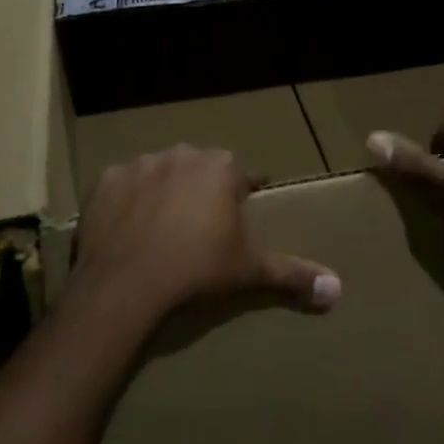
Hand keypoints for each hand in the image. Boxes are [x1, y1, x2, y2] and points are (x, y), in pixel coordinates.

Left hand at [71, 145, 341, 322]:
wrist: (125, 285)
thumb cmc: (196, 271)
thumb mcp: (249, 271)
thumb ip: (293, 274)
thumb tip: (337, 289)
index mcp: (221, 168)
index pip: (245, 175)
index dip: (245, 195)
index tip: (242, 215)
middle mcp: (183, 154)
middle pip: (202, 169)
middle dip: (204, 191)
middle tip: (202, 228)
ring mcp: (141, 163)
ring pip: (162, 172)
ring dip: (165, 191)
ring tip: (163, 228)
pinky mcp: (106, 180)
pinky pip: (124, 185)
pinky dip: (128, 201)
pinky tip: (128, 228)